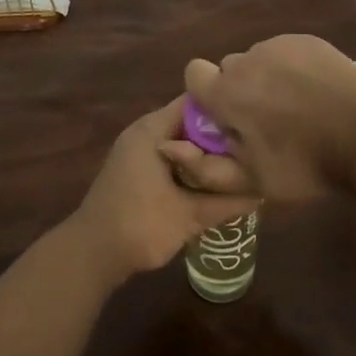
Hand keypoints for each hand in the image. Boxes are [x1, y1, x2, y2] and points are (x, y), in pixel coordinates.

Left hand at [66, 97, 258, 282]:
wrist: (92, 253)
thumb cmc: (139, 225)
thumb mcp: (189, 215)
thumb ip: (226, 201)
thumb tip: (263, 191)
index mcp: (153, 129)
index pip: (196, 102)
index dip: (225, 109)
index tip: (253, 124)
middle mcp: (144, 131)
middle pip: (190, 121)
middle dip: (219, 135)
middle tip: (252, 149)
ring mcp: (137, 150)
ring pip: (180, 140)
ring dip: (205, 153)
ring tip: (240, 165)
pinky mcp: (135, 169)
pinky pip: (170, 155)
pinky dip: (190, 165)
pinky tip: (212, 182)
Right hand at [181, 35, 355, 200]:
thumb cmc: (306, 166)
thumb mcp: (252, 181)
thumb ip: (203, 167)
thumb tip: (166, 144)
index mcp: (226, 93)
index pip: (194, 74)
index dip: (206, 94)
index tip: (227, 117)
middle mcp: (246, 61)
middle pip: (229, 69)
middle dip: (239, 89)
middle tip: (267, 119)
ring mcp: (278, 46)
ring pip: (258, 59)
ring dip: (266, 78)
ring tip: (296, 106)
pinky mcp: (306, 40)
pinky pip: (285, 50)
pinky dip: (291, 67)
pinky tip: (314, 91)